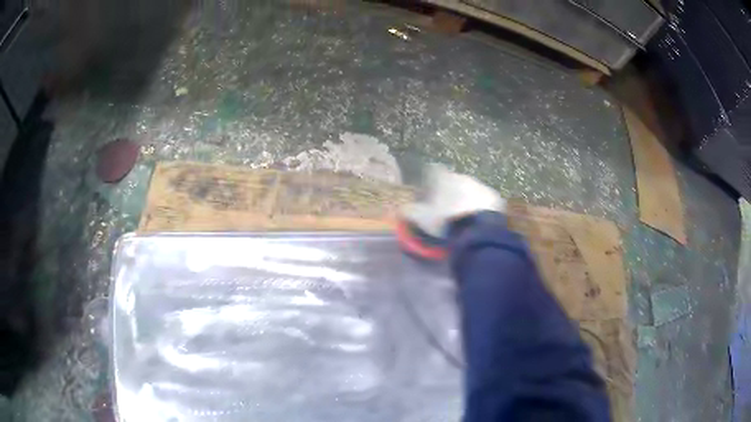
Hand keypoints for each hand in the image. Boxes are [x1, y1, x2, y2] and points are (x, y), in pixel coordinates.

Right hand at [401, 164, 505, 238]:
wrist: (477, 229)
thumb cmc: (446, 221)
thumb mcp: (423, 219)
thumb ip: (410, 212)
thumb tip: (400, 209)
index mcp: (444, 178)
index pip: (433, 171)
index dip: (429, 180)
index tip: (427, 191)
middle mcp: (462, 177)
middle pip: (453, 180)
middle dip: (449, 191)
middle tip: (445, 207)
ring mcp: (480, 185)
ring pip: (470, 189)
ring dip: (465, 198)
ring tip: (462, 215)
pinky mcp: (494, 197)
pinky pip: (484, 200)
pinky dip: (480, 207)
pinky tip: (477, 219)